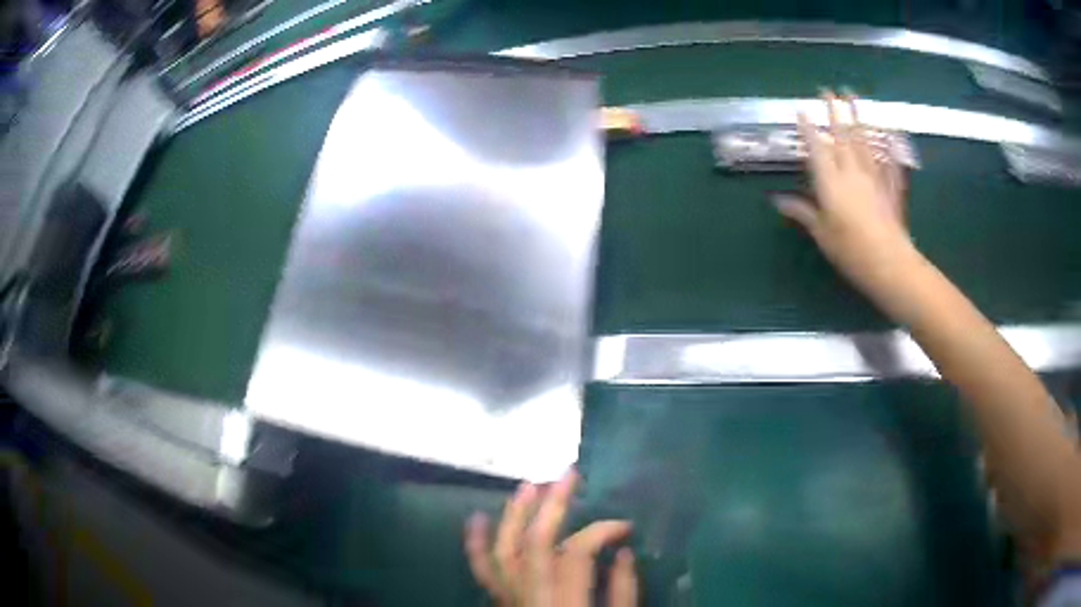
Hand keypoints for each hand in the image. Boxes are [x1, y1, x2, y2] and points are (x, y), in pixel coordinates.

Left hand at [464, 471, 637, 606]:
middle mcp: (532, 600)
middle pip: (536, 544)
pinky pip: (482, 573)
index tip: (626, 527)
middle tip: (569, 475)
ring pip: (504, 552)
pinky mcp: (501, 605)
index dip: (602, 530)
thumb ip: (624, 593)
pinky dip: (475, 545)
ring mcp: (510, 602)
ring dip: (513, 516)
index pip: (578, 553)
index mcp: (567, 606)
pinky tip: (475, 518)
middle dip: (552, 506)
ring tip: (528, 485)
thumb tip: (623, 551)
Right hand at [774, 91, 916, 294]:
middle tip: (827, 89)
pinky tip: (889, 132)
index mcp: (831, 182)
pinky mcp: (891, 187)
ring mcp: (875, 176)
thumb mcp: (822, 234)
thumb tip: (777, 200)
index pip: (817, 147)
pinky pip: (889, 160)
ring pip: (864, 140)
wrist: (890, 264)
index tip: (801, 110)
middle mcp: (852, 171)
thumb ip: (803, 212)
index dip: (808, 128)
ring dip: (858, 115)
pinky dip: (888, 144)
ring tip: (853, 96)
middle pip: (842, 135)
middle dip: (834, 110)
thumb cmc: (851, 252)